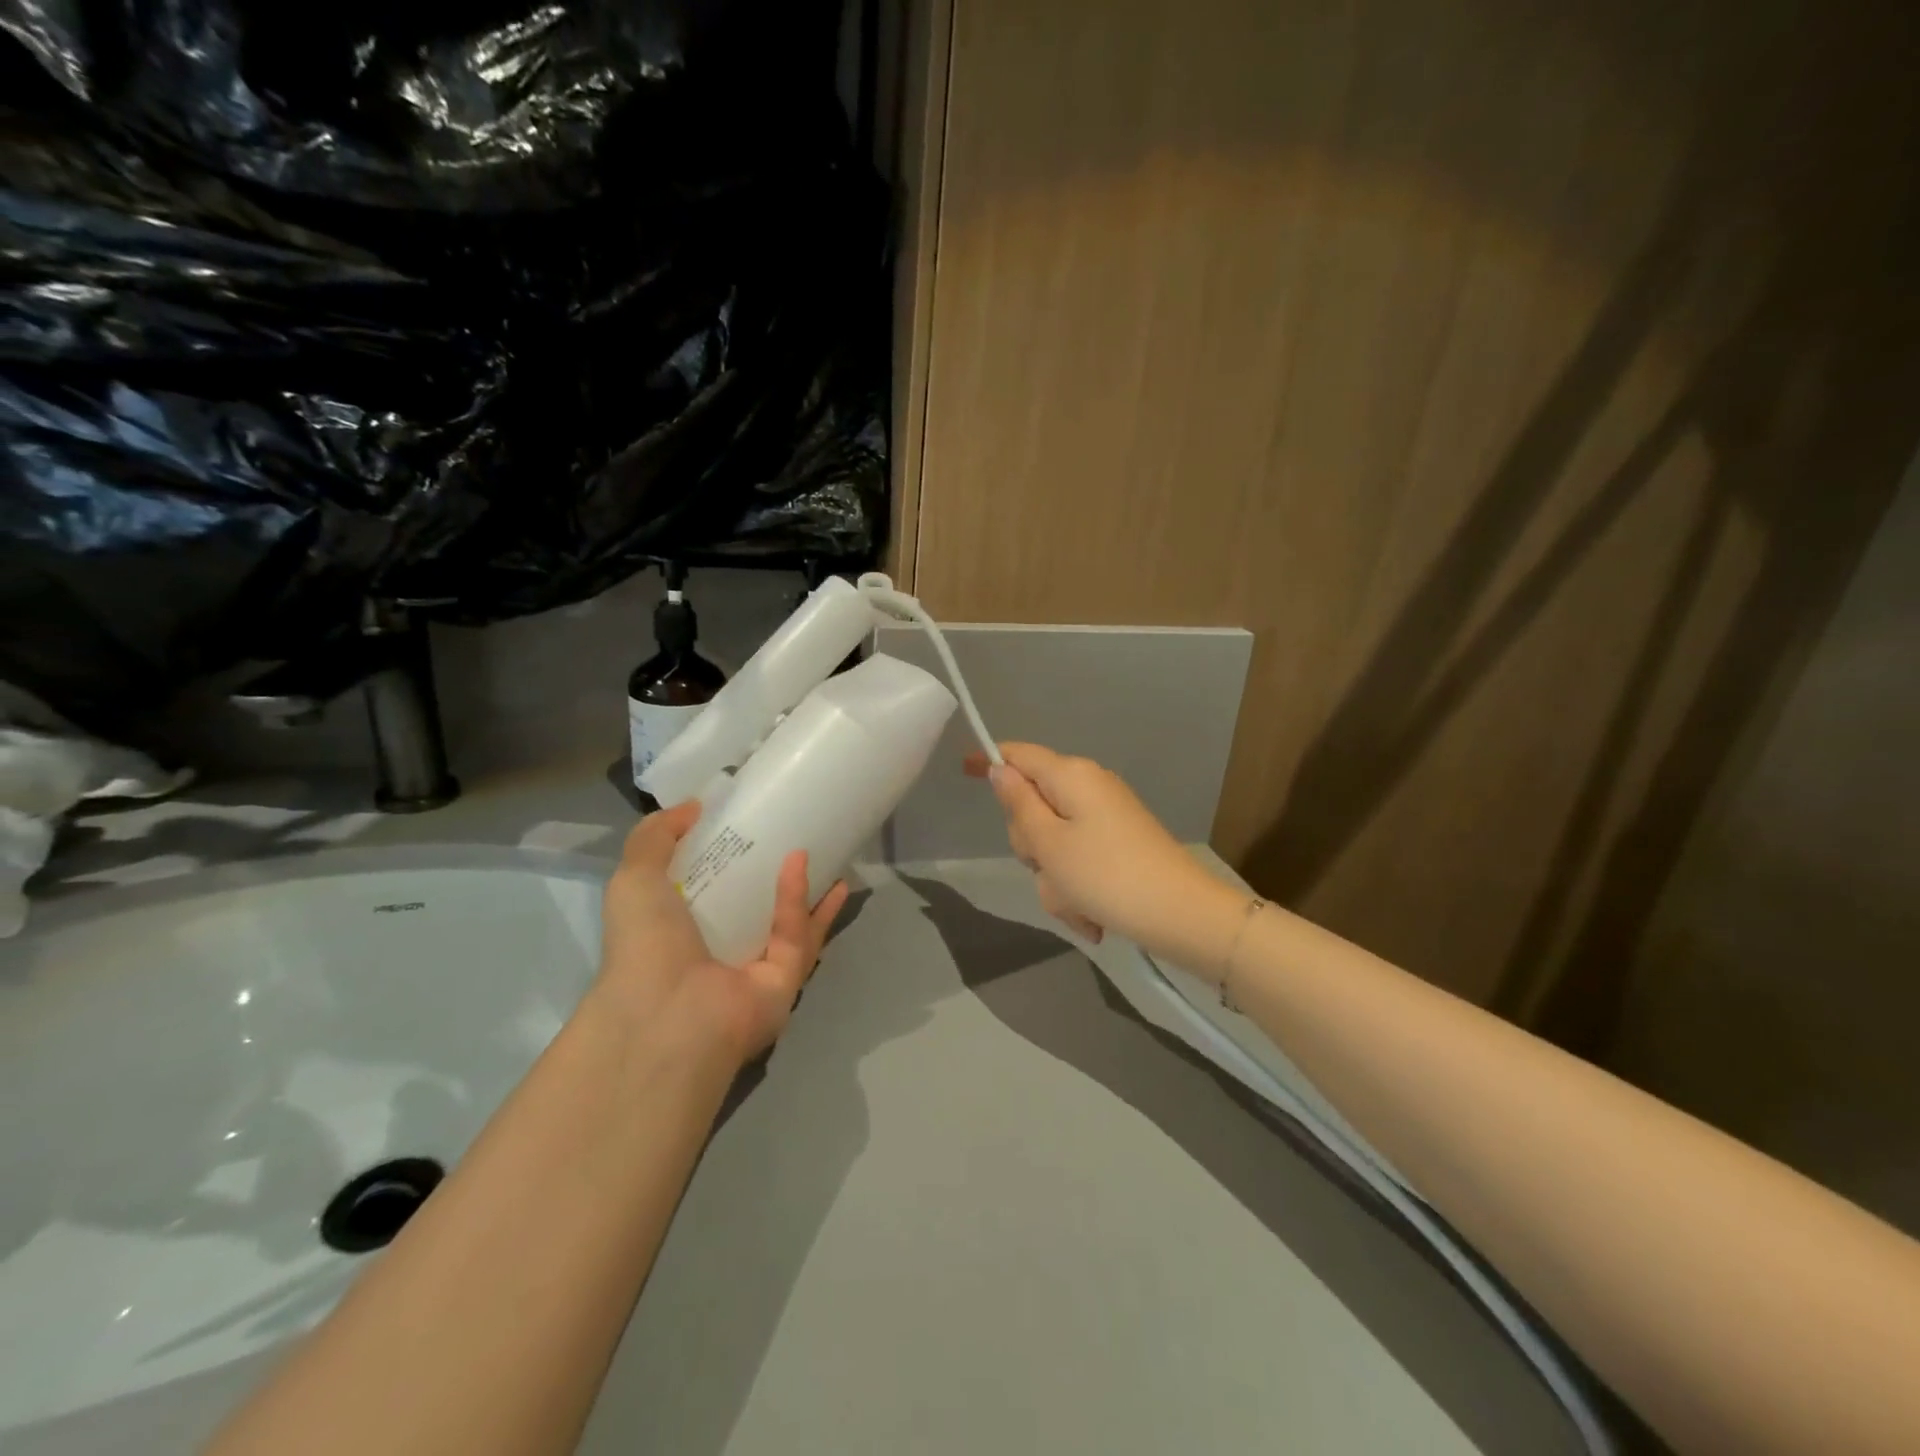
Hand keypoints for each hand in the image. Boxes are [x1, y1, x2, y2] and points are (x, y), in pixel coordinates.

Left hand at [595, 801, 849, 1066]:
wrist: (667, 1015)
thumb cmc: (645, 946)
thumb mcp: (633, 879)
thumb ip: (655, 837)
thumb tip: (693, 807)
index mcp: (681, 934)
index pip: (709, 893)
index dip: (727, 859)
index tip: (745, 824)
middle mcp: (719, 953)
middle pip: (756, 908)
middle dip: (776, 876)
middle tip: (794, 835)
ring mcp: (755, 970)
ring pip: (790, 924)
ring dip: (806, 888)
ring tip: (822, 848)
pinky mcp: (785, 980)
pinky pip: (797, 936)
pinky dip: (799, 900)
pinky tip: (802, 863)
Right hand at [965, 743, 1245, 968]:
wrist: (1182, 916)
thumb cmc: (1107, 876)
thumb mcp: (1049, 844)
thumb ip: (1019, 805)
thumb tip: (1000, 769)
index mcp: (1071, 776)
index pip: (1019, 754)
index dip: (989, 760)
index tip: (963, 771)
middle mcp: (1090, 787)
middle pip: (1034, 805)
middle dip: (1031, 844)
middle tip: (1045, 868)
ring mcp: (1108, 817)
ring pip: (1055, 842)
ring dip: (1055, 878)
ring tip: (1076, 904)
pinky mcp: (1120, 844)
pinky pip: (1079, 861)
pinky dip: (1077, 888)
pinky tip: (1092, 917)